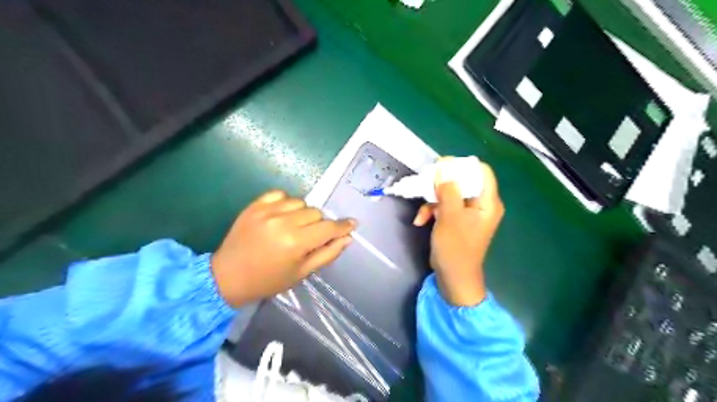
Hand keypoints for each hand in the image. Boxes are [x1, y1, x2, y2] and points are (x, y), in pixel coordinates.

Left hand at [213, 190, 357, 306]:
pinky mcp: (254, 205)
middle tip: (310, 237)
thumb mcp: (302, 272)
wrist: (227, 276)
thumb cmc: (268, 280)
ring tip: (293, 226)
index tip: (352, 224)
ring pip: (300, 202)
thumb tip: (347, 238)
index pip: (328, 228)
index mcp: (295, 242)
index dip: (343, 226)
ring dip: (303, 213)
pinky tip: (281, 215)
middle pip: (316, 212)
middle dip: (318, 224)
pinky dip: (286, 203)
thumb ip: (327, 253)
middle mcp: (283, 222)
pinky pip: (280, 194)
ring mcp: (266, 211)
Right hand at [412, 161, 506, 306]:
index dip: (462, 165)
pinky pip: (445, 206)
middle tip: (425, 184)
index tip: (441, 166)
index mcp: (488, 202)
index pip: (482, 171)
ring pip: (450, 193)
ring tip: (421, 213)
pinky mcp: (458, 220)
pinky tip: (420, 221)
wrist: (453, 278)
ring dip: (433, 200)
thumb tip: (443, 168)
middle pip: (464, 181)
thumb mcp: (449, 217)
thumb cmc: (455, 248)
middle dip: (441, 184)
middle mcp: (481, 204)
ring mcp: (469, 213)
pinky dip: (432, 211)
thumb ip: (448, 191)